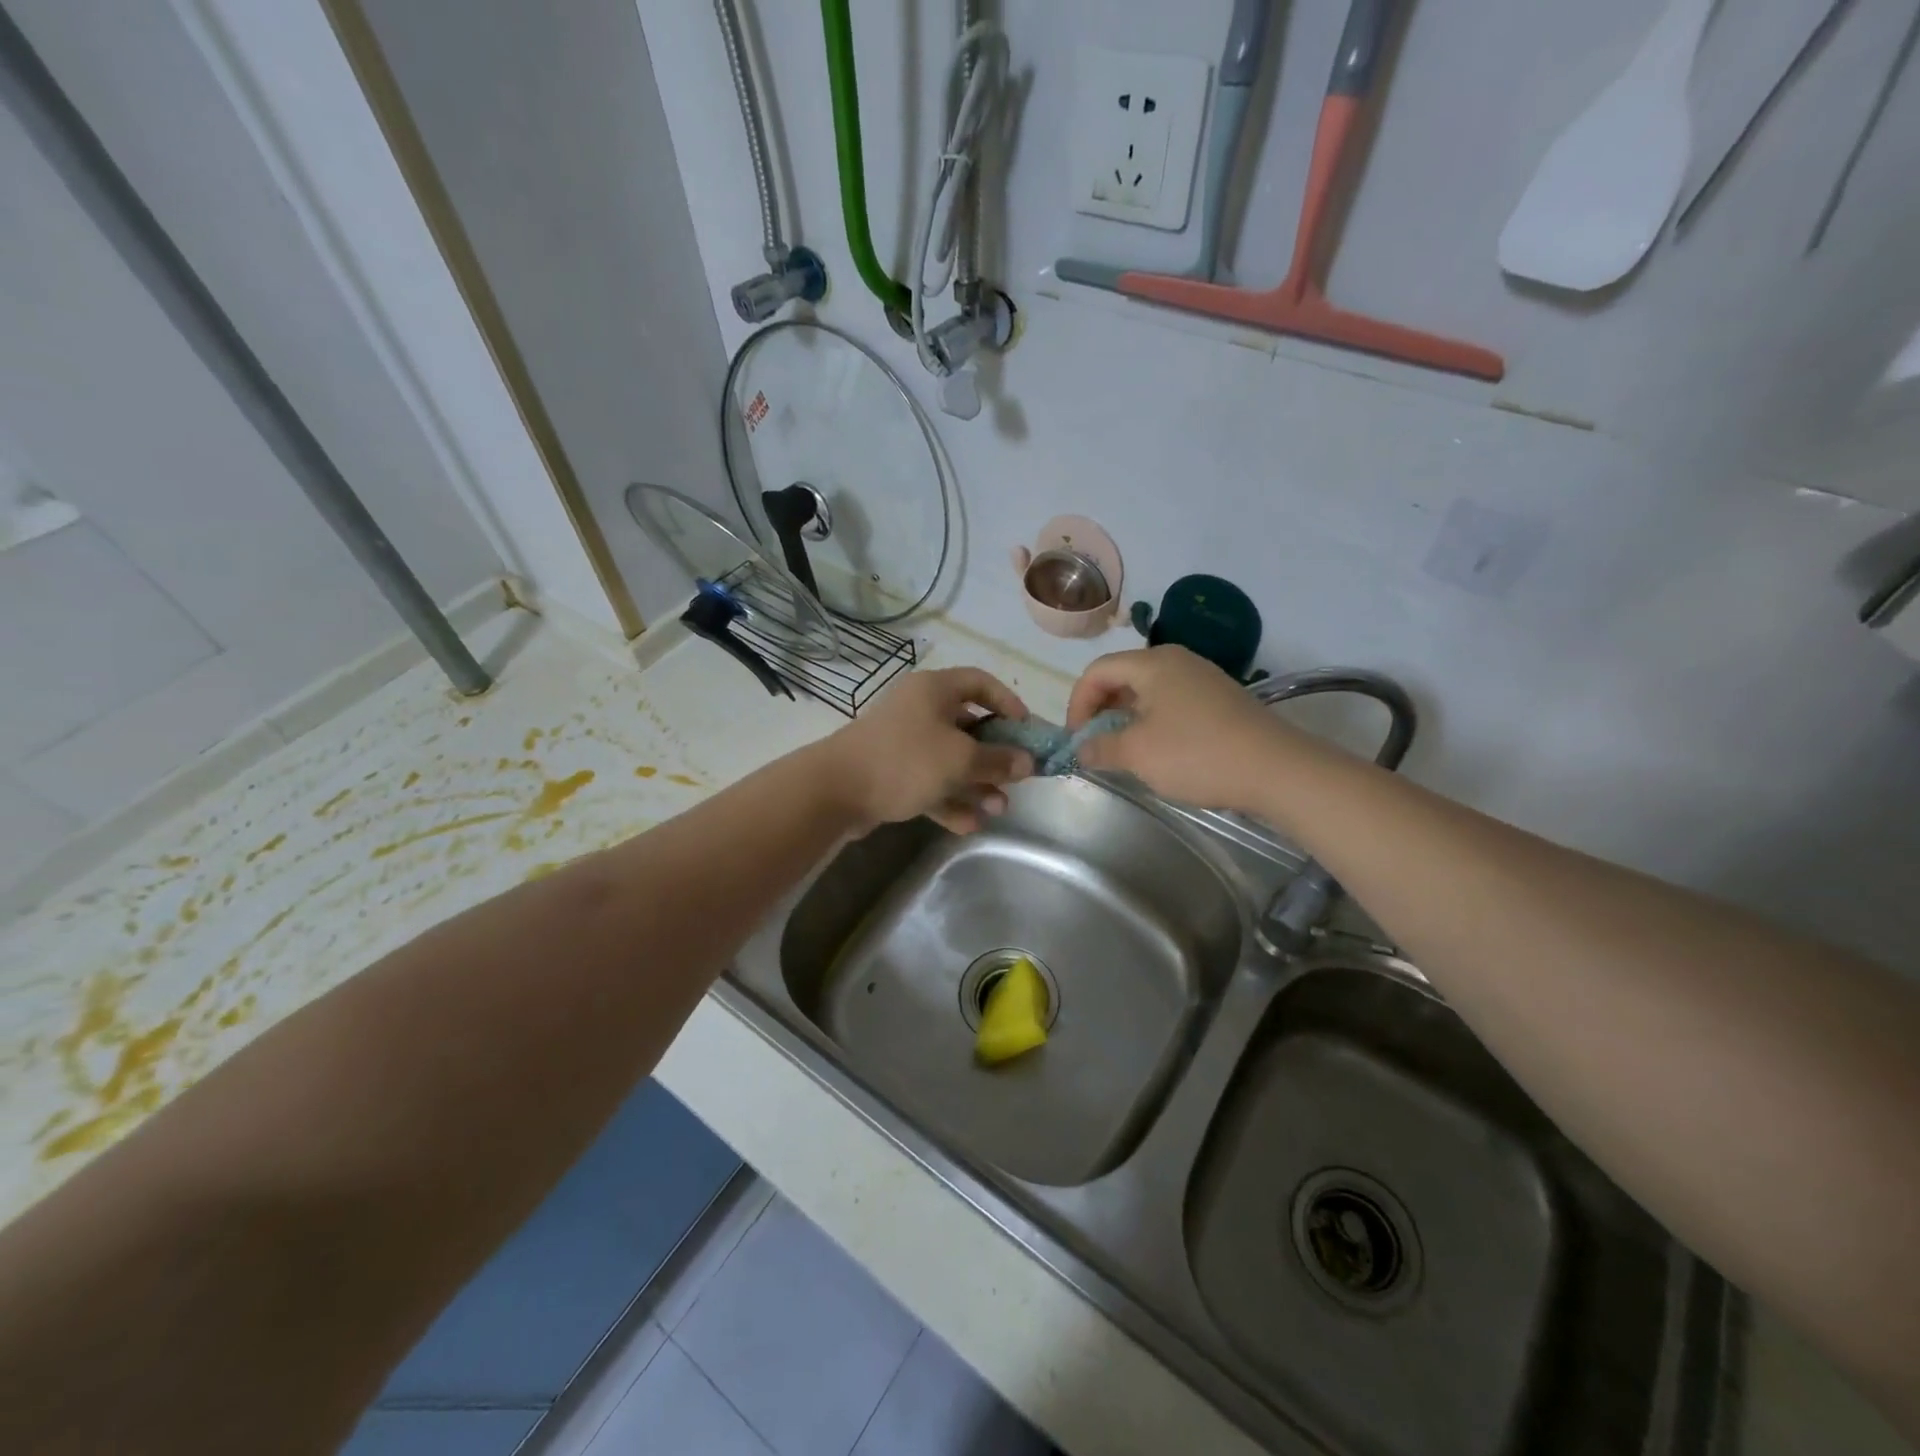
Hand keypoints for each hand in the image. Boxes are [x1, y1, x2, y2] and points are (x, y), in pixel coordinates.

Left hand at [818, 667, 1033, 832]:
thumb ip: (998, 761)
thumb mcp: (960, 759)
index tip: (1028, 730)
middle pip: (968, 727)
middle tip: (1016, 780)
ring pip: (950, 760)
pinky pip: (929, 782)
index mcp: (934, 690)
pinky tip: (969, 825)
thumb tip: (1027, 762)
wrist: (835, 790)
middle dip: (994, 757)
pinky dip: (949, 800)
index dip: (1008, 703)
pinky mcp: (892, 773)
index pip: (980, 682)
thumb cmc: (905, 760)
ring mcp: (904, 743)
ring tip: (998, 810)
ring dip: (976, 784)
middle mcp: (919, 710)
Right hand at [1066, 646, 1291, 811]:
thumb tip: (1082, 747)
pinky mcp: (1220, 699)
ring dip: (1127, 718)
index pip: (1097, 671)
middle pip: (1123, 676)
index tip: (1076, 738)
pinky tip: (1160, 751)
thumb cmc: (1197, 754)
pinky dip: (1154, 721)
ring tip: (1124, 750)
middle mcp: (1177, 661)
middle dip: (1101, 709)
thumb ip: (1101, 747)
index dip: (1077, 703)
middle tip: (1095, 743)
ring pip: (1148, 691)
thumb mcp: (1138, 754)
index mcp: (1152, 664)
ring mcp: (1202, 678)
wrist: (1277, 769)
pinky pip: (1173, 702)